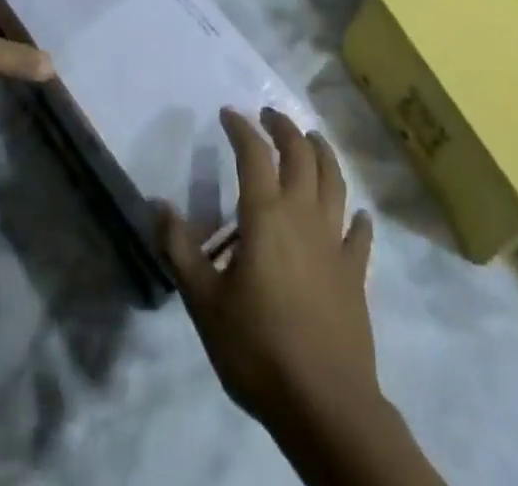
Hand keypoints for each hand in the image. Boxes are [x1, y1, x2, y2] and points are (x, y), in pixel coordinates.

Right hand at [162, 109, 377, 436]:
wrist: (325, 405)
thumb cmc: (258, 348)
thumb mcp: (204, 302)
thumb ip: (180, 249)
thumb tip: (158, 205)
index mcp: (265, 215)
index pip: (254, 153)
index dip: (241, 127)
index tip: (228, 113)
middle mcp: (303, 215)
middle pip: (300, 156)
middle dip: (284, 128)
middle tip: (270, 115)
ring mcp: (334, 242)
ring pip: (334, 182)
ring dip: (322, 154)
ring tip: (313, 139)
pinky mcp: (355, 273)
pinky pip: (359, 234)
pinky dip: (357, 216)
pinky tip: (357, 213)